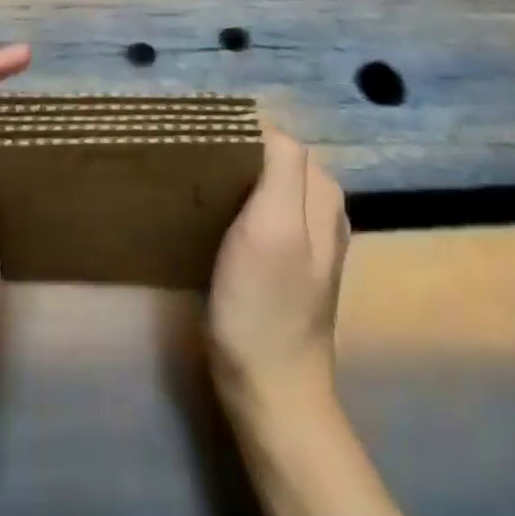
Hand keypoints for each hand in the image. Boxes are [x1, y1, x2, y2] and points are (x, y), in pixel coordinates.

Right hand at [207, 127, 349, 413]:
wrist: (271, 392)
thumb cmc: (264, 306)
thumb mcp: (273, 227)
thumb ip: (281, 167)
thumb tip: (265, 122)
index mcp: (321, 191)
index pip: (276, 136)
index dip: (238, 133)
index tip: (199, 142)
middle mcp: (321, 206)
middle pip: (273, 156)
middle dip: (236, 151)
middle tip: (193, 163)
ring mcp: (307, 236)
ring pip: (267, 182)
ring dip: (235, 177)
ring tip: (197, 184)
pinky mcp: (287, 261)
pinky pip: (263, 210)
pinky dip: (239, 203)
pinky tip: (215, 216)